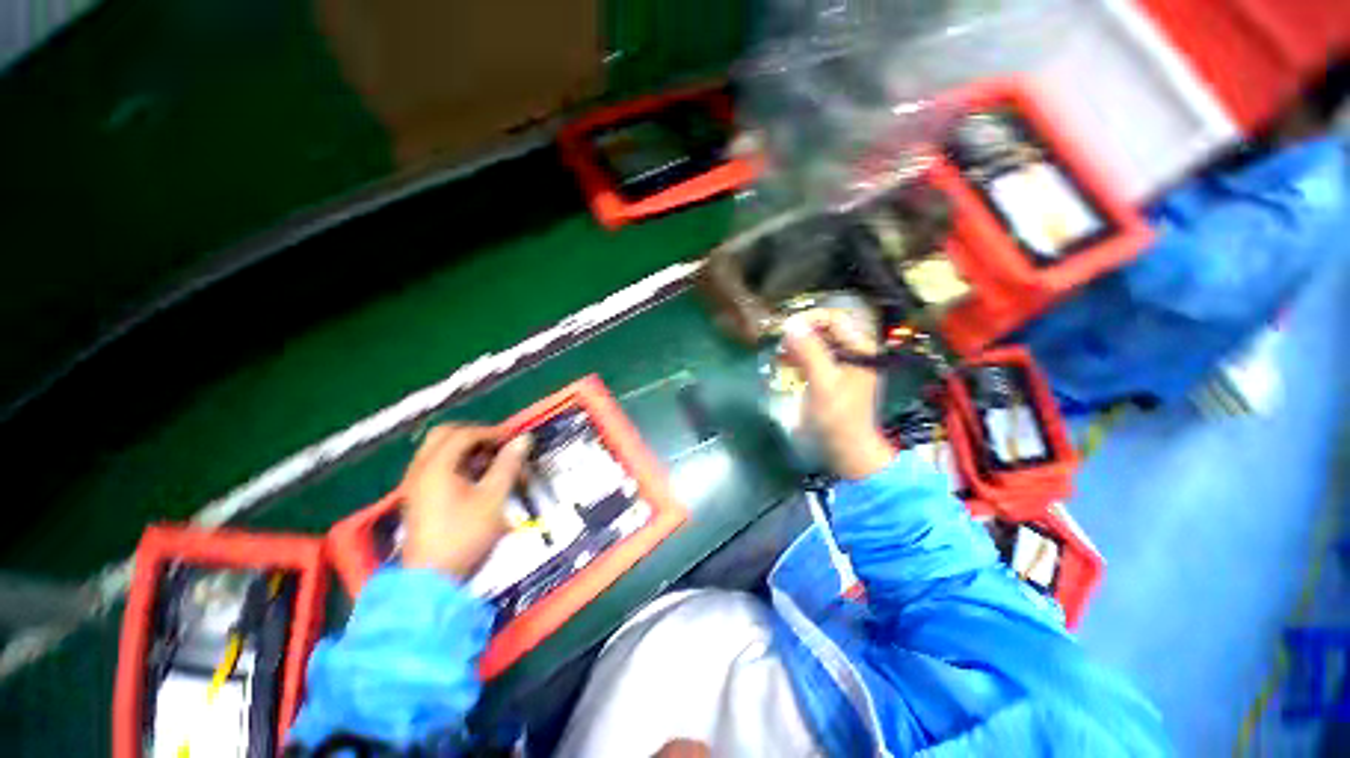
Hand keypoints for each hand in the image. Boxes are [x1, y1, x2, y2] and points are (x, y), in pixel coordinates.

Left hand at [399, 425, 531, 578]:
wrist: (430, 581)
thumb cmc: (464, 536)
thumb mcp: (494, 498)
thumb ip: (508, 465)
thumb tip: (524, 440)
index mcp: (436, 467)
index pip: (464, 434)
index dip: (492, 432)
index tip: (514, 440)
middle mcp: (420, 469)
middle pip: (444, 435)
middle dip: (474, 434)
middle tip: (498, 444)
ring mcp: (414, 484)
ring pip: (437, 450)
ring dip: (464, 448)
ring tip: (490, 461)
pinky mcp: (416, 497)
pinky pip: (434, 465)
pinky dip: (455, 463)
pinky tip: (474, 478)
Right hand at [782, 310, 894, 479]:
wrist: (845, 451)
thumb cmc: (838, 418)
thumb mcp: (823, 383)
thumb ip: (809, 352)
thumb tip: (790, 323)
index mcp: (860, 350)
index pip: (835, 319)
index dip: (810, 319)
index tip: (786, 328)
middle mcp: (852, 353)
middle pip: (824, 330)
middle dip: (800, 332)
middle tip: (780, 341)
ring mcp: (840, 366)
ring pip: (815, 344)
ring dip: (796, 345)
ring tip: (779, 353)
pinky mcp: (829, 378)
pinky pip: (811, 358)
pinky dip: (797, 358)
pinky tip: (785, 363)